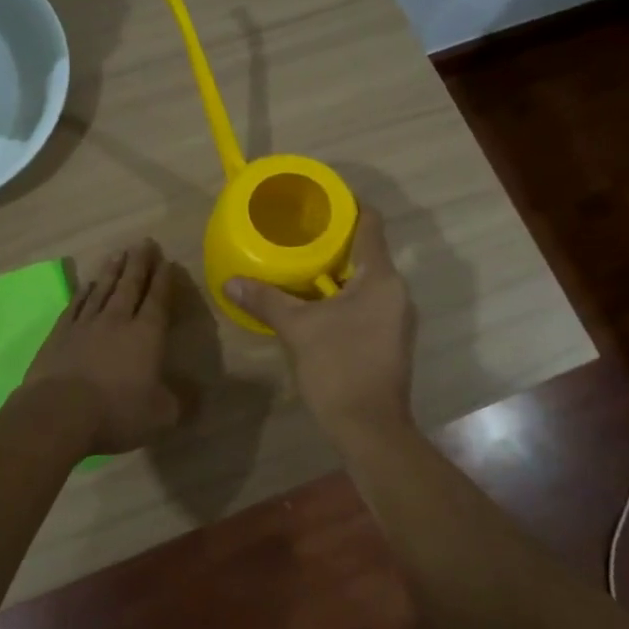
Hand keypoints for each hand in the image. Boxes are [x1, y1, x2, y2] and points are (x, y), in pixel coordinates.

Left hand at [23, 238, 180, 454]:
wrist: (59, 413)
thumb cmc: (117, 413)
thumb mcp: (161, 416)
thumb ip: (179, 402)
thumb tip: (196, 394)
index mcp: (146, 335)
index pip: (158, 300)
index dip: (164, 280)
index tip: (167, 261)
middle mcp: (117, 321)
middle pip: (130, 285)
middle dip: (140, 263)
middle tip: (144, 242)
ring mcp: (85, 324)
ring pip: (103, 289)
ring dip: (112, 270)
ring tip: (119, 252)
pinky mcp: (60, 334)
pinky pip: (76, 305)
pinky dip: (84, 292)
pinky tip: (88, 284)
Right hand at [223, 209, 415, 436]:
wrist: (370, 428)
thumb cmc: (339, 368)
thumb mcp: (297, 329)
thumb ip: (266, 299)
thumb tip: (231, 282)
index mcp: (381, 278)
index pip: (370, 223)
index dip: (347, 205)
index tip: (319, 200)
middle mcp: (397, 291)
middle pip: (367, 252)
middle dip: (333, 242)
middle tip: (297, 234)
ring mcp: (397, 317)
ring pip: (367, 280)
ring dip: (337, 272)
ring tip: (301, 266)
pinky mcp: (391, 339)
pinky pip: (368, 303)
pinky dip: (344, 296)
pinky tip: (316, 305)